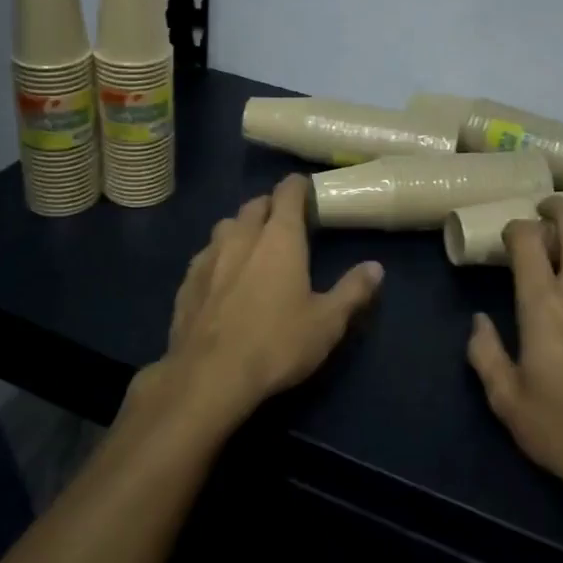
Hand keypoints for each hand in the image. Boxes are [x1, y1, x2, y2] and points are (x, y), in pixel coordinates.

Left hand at [135, 174, 384, 433]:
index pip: (287, 193)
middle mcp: (241, 236)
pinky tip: (222, 278)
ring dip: (241, 229)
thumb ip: (352, 291)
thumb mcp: (326, 323)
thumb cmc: (276, 344)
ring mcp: (209, 256)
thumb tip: (375, 267)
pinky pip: (205, 255)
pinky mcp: (187, 281)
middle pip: (255, 205)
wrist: (209, 375)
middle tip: (285, 224)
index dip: (298, 187)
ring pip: (226, 226)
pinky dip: (218, 257)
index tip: (307, 191)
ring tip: (252, 248)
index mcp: (279, 238)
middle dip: (270, 206)